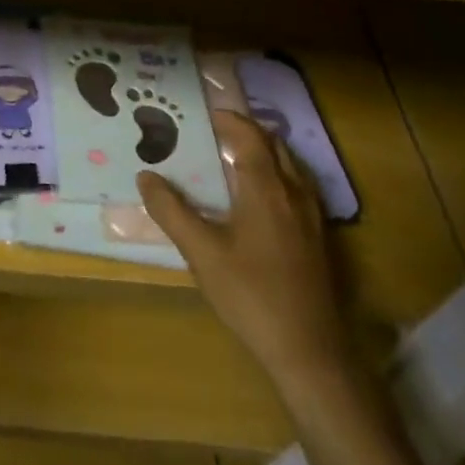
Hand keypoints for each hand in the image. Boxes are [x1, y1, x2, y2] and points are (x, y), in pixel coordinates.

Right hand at [138, 111, 351, 388]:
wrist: (308, 350)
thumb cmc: (250, 294)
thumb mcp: (200, 252)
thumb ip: (171, 210)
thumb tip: (146, 176)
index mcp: (266, 189)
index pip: (249, 136)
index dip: (227, 119)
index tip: (201, 114)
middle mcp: (294, 193)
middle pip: (274, 145)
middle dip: (245, 131)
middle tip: (211, 132)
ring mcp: (311, 216)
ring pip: (289, 166)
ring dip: (262, 152)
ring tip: (229, 158)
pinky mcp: (317, 238)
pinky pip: (297, 187)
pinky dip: (275, 175)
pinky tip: (256, 198)